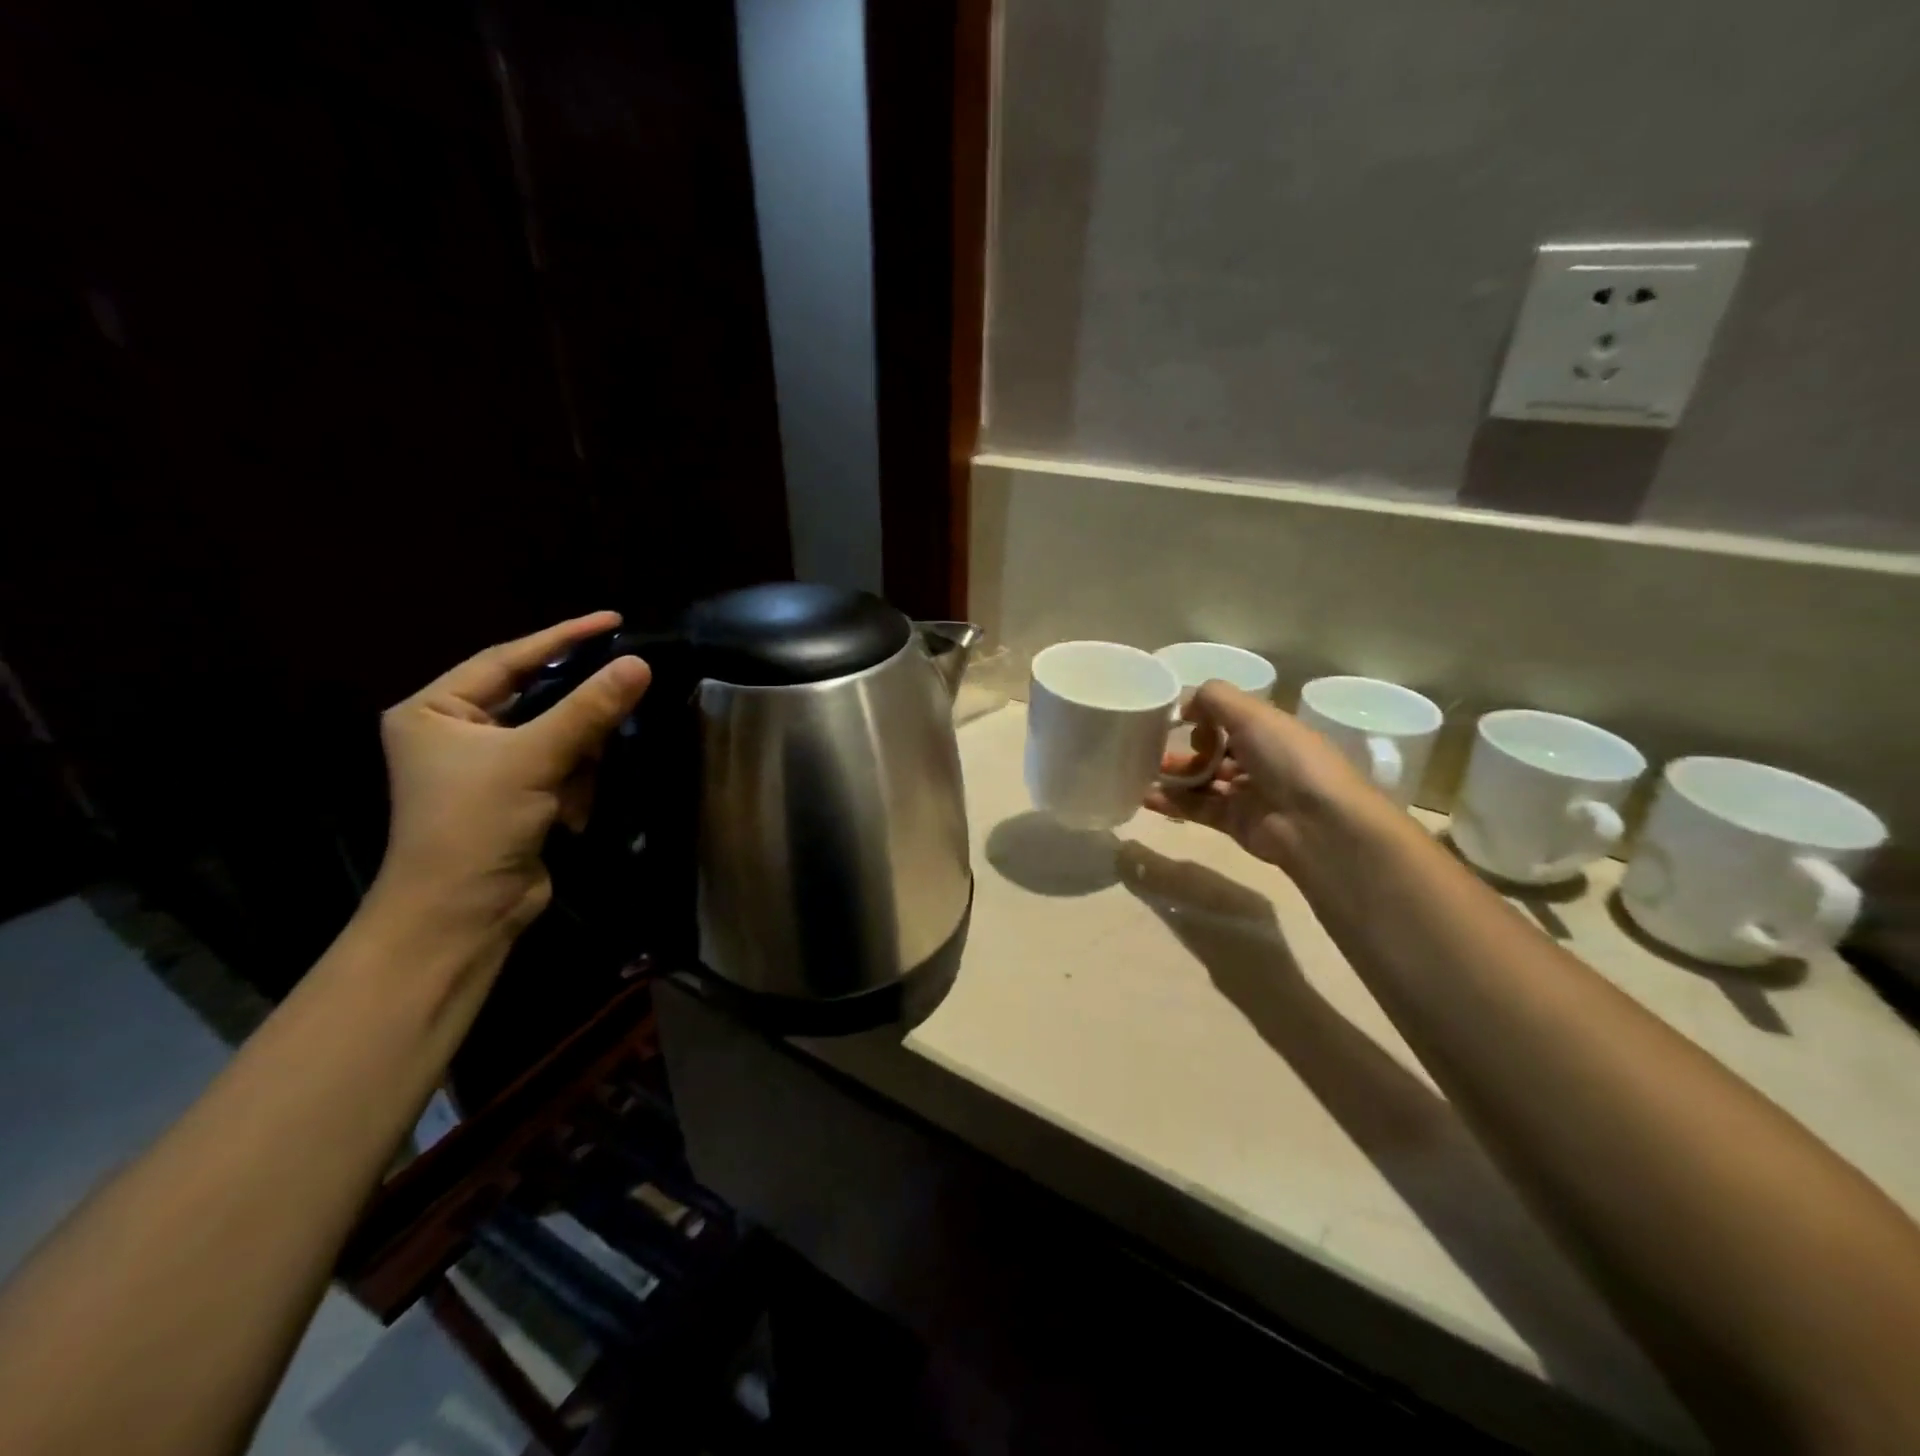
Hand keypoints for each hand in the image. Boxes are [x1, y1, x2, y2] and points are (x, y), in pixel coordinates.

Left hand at [372, 612, 650, 937]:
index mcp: (436, 710)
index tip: (614, 620)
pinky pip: (562, 767)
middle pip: (537, 698)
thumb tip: (641, 663)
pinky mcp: (516, 796)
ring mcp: (488, 766)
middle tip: (621, 698)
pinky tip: (568, 813)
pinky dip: (575, 784)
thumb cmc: (475, 825)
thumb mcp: (533, 758)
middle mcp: (457, 731)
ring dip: (577, 759)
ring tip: (574, 788)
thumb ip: (588, 709)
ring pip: (558, 735)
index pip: (508, 658)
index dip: (563, 638)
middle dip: (575, 715)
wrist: (462, 916)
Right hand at [1145, 681, 1388, 876]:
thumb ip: (1214, 699)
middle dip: (1186, 748)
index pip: (1232, 718)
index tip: (1178, 719)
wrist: (1317, 825)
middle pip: (1215, 750)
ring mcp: (1248, 793)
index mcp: (1271, 730)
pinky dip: (1173, 802)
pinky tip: (1147, 797)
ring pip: (1203, 781)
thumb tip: (1185, 707)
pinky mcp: (1235, 823)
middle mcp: (1261, 760)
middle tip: (1152, 748)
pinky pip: (1198, 809)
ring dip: (1175, 776)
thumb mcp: (1252, 714)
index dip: (1205, 717)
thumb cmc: (1288, 759)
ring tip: (1142, 772)